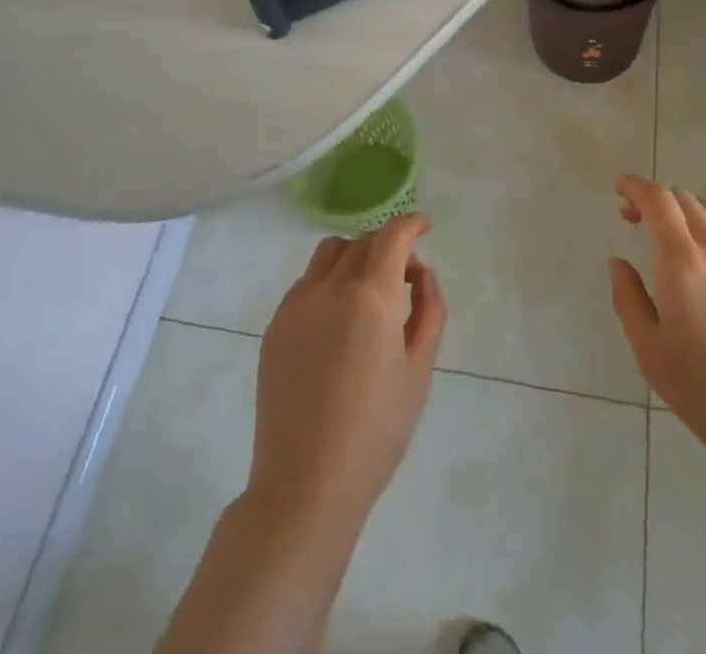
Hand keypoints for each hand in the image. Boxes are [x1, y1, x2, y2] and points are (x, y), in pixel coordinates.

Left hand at [248, 214, 446, 527]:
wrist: (306, 483)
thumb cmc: (376, 430)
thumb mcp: (419, 369)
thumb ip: (429, 309)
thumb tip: (421, 274)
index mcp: (371, 294)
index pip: (393, 234)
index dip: (412, 223)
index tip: (425, 226)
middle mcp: (331, 286)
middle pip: (363, 241)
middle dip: (389, 246)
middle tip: (405, 278)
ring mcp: (297, 303)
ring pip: (330, 253)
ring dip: (355, 256)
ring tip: (369, 292)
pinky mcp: (276, 325)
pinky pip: (307, 282)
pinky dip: (329, 281)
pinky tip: (338, 322)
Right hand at [609, 175, 705, 480]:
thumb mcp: (651, 353)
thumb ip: (630, 301)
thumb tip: (619, 264)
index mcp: (682, 262)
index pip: (659, 200)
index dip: (636, 186)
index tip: (618, 188)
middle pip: (685, 200)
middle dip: (655, 199)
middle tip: (633, 218)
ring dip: (685, 209)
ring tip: (669, 234)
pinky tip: (702, 266)